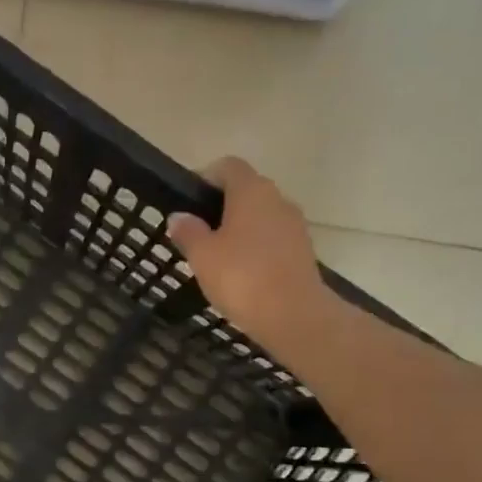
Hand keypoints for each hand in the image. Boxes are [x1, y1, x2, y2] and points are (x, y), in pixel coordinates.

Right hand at [165, 156, 333, 347]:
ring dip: (239, 228)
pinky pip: (272, 238)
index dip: (206, 177)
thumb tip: (179, 216)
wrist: (293, 315)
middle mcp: (277, 199)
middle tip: (197, 232)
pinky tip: (240, 272)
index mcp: (251, 191)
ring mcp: (294, 224)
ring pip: (261, 215)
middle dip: (221, 205)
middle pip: (246, 190)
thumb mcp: (202, 256)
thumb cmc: (241, 277)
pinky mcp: (302, 250)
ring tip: (217, 255)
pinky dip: (255, 247)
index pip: (228, 166)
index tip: (188, 200)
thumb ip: (188, 232)